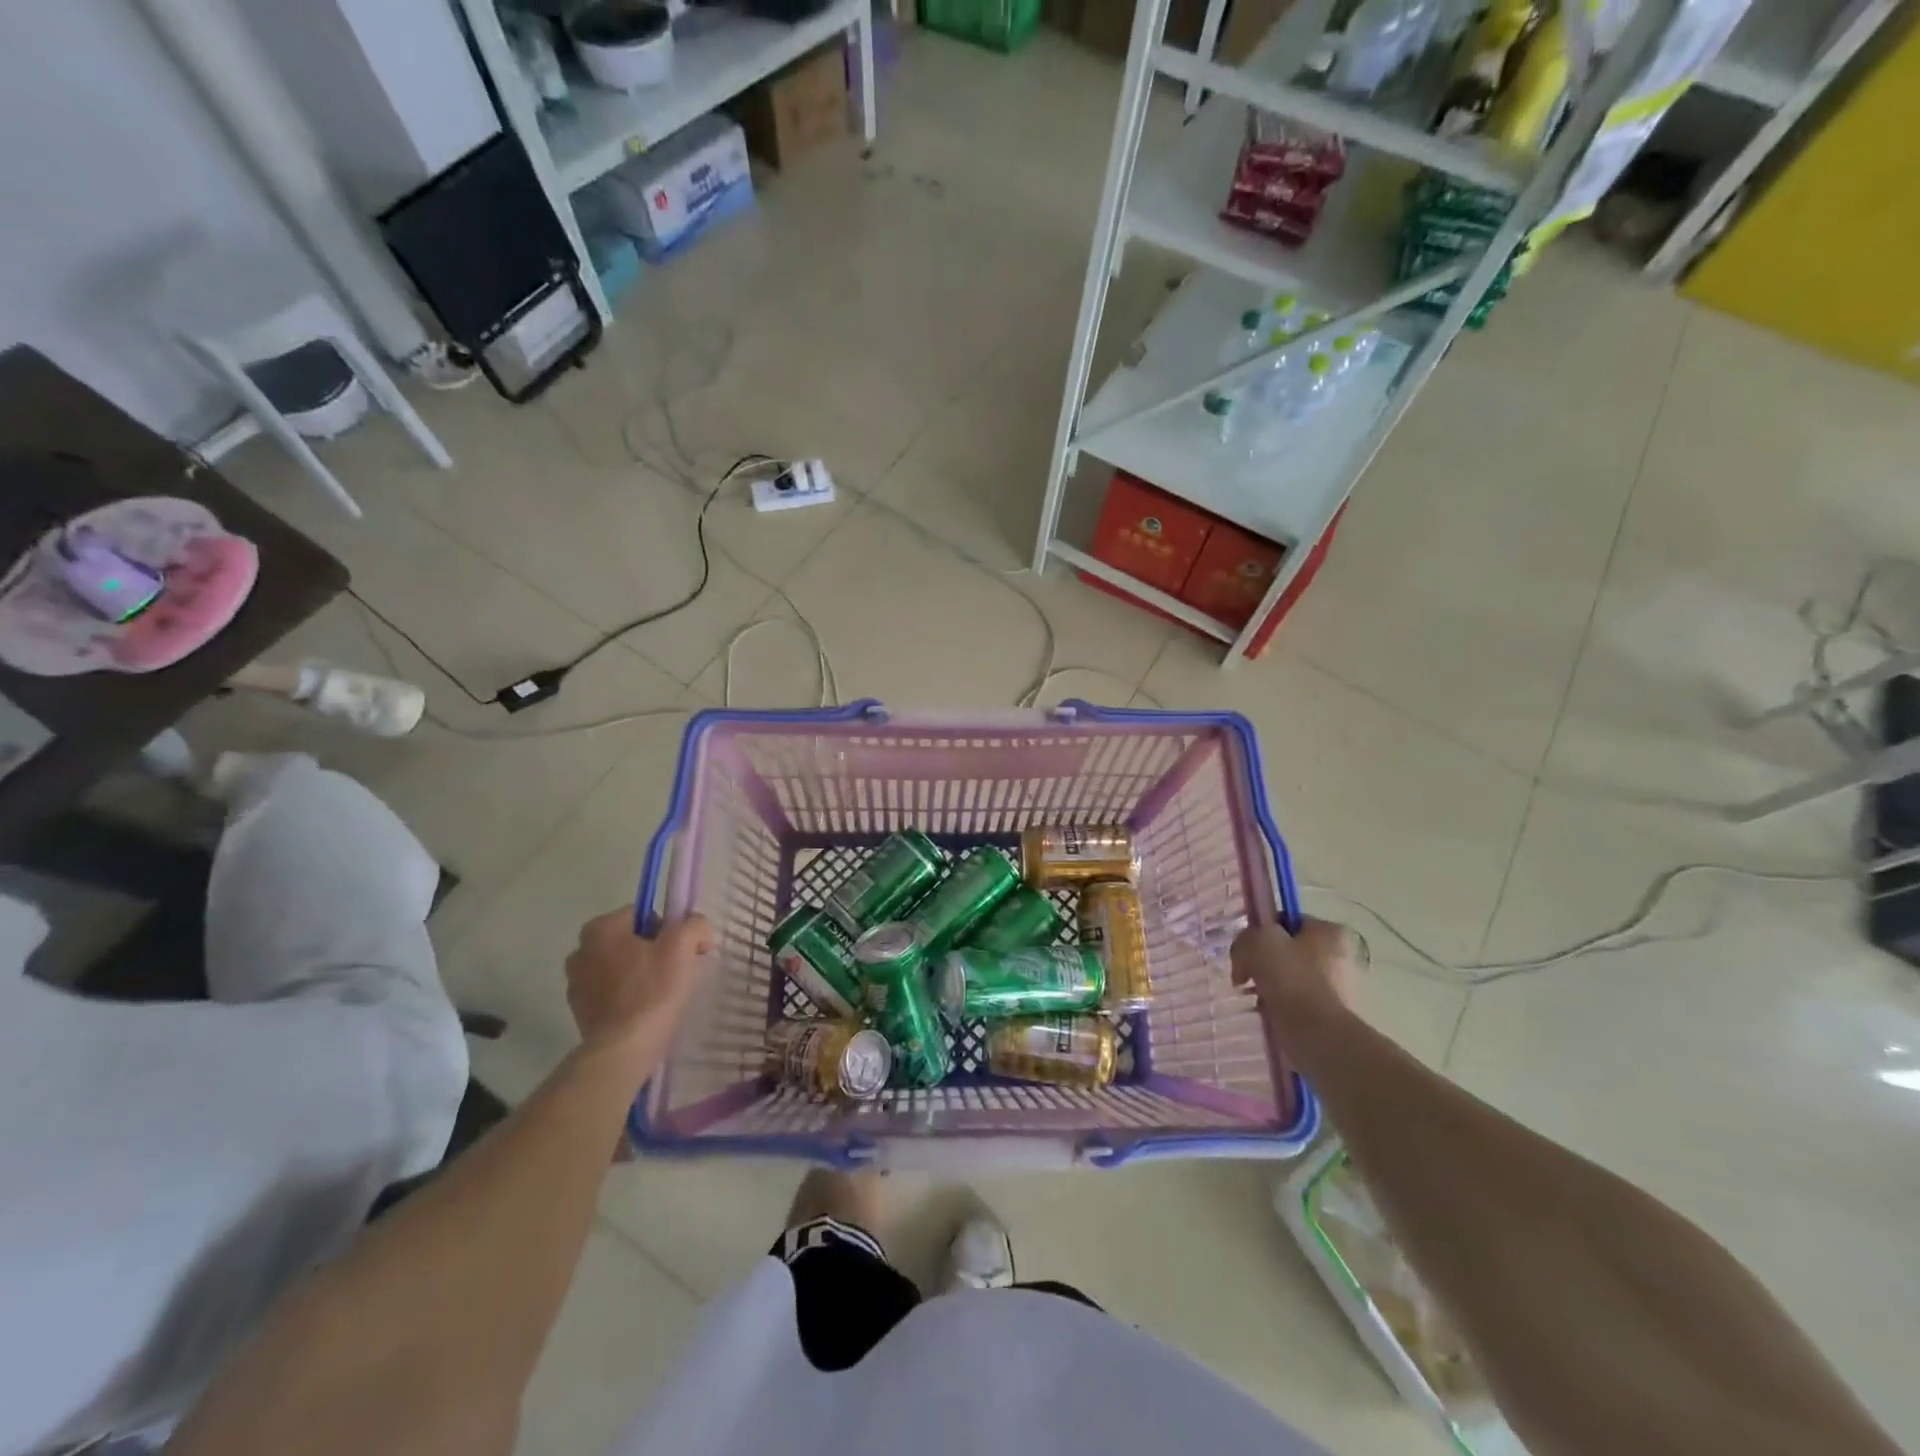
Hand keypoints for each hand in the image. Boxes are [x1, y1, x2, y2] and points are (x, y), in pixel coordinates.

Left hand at [565, 911, 714, 1067]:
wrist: (623, 1050)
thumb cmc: (652, 990)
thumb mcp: (683, 946)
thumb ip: (695, 924)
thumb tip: (698, 930)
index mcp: (600, 928)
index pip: (644, 914)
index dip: (670, 929)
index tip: (684, 951)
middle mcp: (581, 951)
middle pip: (632, 940)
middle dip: (656, 952)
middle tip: (678, 971)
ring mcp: (576, 983)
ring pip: (623, 967)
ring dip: (643, 974)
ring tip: (665, 994)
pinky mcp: (580, 1011)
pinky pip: (613, 993)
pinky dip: (630, 996)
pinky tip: (647, 1011)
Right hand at [1231, 917, 1365, 1049]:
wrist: (1319, 1036)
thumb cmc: (1291, 980)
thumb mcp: (1257, 943)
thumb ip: (1245, 938)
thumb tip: (1244, 956)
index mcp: (1329, 931)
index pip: (1285, 921)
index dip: (1260, 932)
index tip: (1246, 951)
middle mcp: (1341, 955)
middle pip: (1287, 950)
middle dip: (1264, 962)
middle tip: (1246, 975)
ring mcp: (1340, 987)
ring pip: (1291, 978)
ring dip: (1270, 985)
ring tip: (1256, 999)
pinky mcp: (1333, 1015)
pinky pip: (1298, 1003)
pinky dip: (1281, 1006)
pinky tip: (1269, 1013)